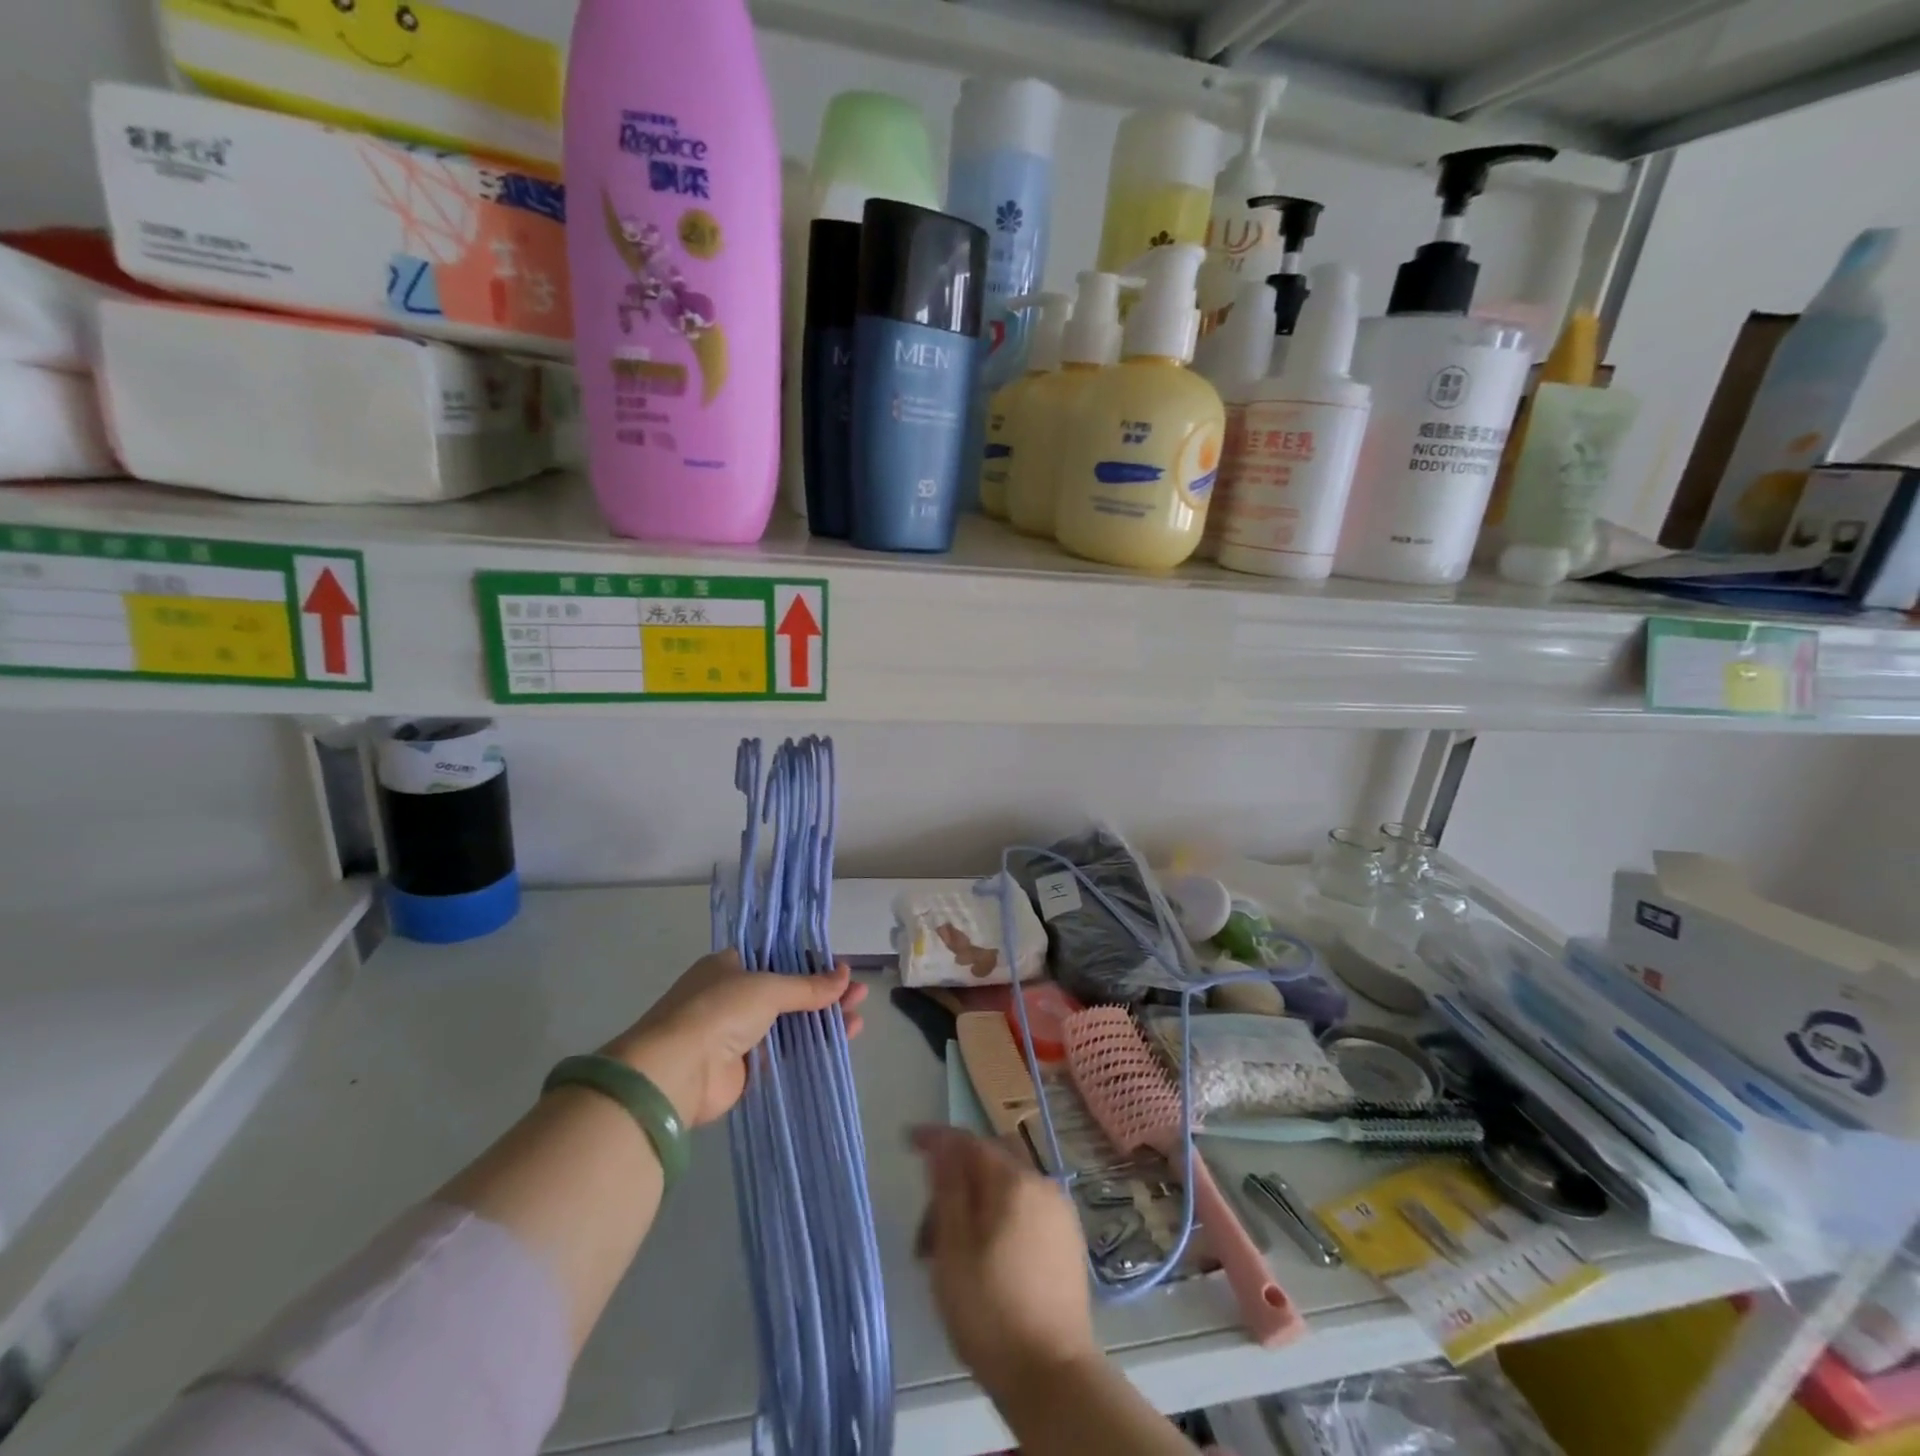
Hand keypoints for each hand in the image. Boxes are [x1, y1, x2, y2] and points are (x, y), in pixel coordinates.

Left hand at [604, 950, 868, 1126]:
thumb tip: (846, 975)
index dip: (811, 963)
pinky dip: (811, 1047)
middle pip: (788, 992)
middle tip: (858, 994)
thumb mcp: (767, 988)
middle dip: (824, 993)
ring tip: (858, 1018)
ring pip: (790, 1023)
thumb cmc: (718, 1012)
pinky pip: (785, 1053)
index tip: (841, 969)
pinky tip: (840, 1041)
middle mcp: (733, 996)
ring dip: (823, 1020)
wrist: (677, 1072)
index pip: (778, 958)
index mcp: (730, 966)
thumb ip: (808, 985)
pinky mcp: (745, 1068)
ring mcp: (738, 1033)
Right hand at [912, 1126, 1097, 1402]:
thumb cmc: (991, 1311)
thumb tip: (941, 1145)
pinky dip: (1001, 1218)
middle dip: (956, 1181)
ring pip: (1008, 1189)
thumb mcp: (954, 1249)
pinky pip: (1027, 1210)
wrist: (1053, 1376)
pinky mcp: (1069, 1241)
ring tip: (952, 1253)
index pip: (969, 1142)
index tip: (909, 1141)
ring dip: (977, 1204)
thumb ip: (948, 1188)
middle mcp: (1042, 1184)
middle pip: (990, 1163)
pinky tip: (986, 1258)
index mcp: (1013, 1181)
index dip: (937, 1139)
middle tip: (927, 1230)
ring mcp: (1060, 1212)